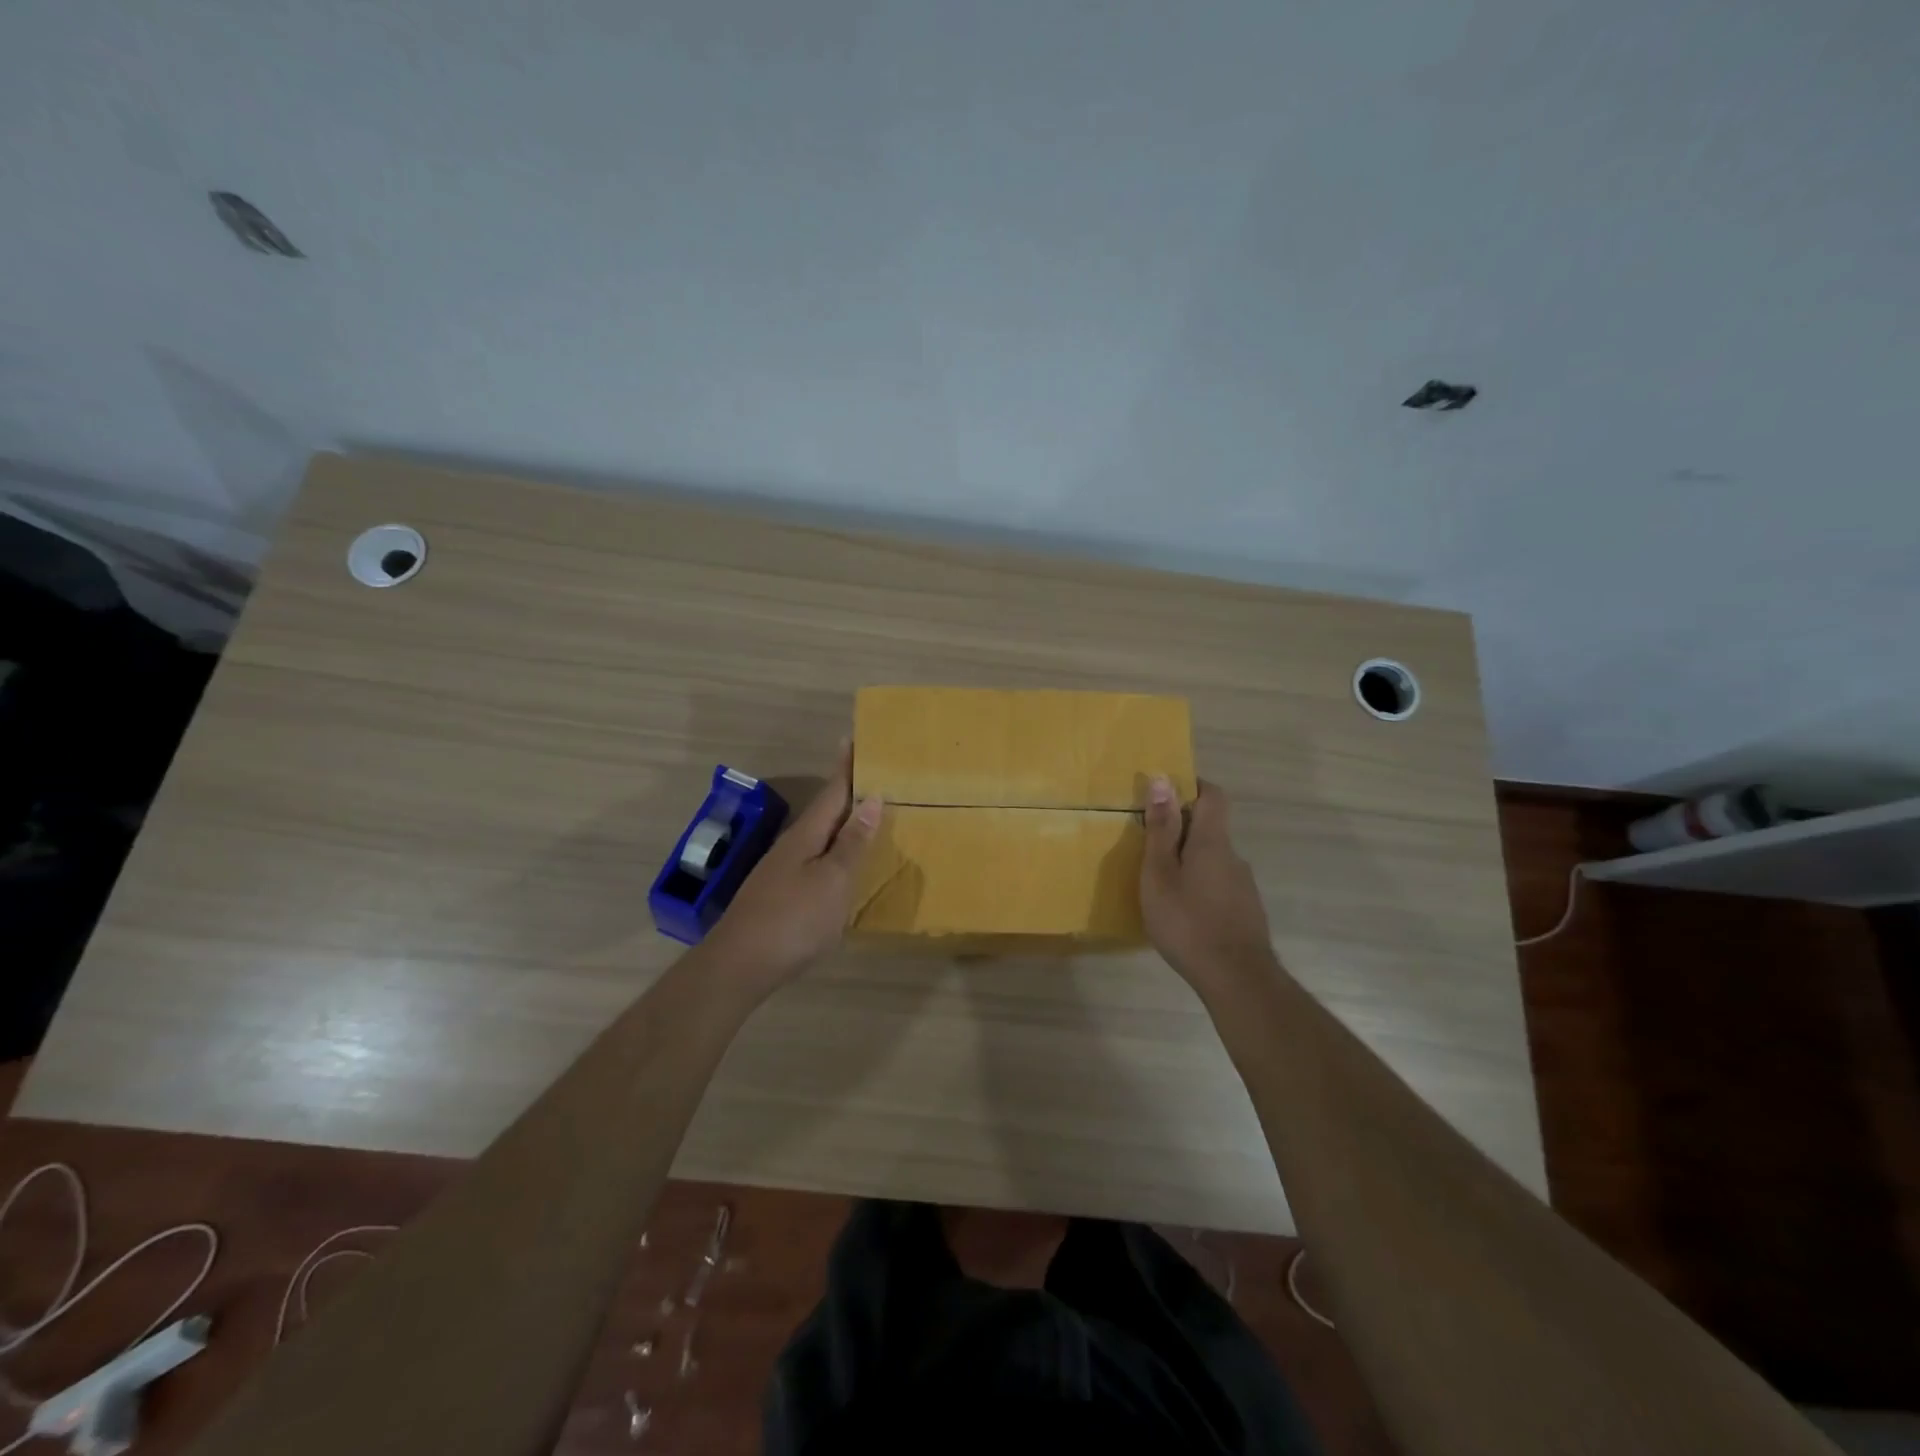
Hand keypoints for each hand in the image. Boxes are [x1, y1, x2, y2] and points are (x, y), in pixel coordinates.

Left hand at [703, 742, 880, 994]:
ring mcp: (783, 871)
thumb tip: (871, 799)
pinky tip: (844, 867)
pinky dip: (835, 854)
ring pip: (820, 838)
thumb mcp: (833, 880)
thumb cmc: (794, 919)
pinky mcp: (781, 895)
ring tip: (869, 819)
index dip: (846, 767)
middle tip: (877, 780)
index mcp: (807, 834)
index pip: (833, 791)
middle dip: (848, 794)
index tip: (854, 739)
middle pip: (826, 812)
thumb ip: (852, 842)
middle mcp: (793, 845)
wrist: (740, 965)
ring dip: (843, 825)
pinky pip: (816, 861)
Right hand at [1141, 777, 1278, 993]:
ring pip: (1213, 860)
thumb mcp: (1160, 874)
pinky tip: (1183, 912)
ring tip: (1161, 884)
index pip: (1213, 795)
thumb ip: (1161, 829)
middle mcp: (1233, 857)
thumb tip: (1162, 780)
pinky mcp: (1245, 912)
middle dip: (1181, 829)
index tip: (1165, 793)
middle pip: (1210, 829)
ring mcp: (1243, 886)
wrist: (1237, 979)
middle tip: (1148, 846)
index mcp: (1212, 842)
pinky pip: (1219, 885)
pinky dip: (1200, 886)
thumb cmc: (1188, 921)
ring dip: (1190, 861)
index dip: (1192, 786)